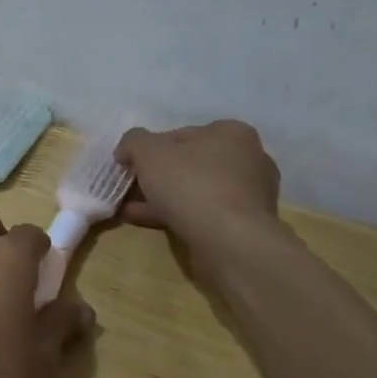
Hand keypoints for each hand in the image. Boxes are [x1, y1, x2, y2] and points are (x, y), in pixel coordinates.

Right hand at [115, 120, 291, 270]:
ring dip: (160, 198)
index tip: (128, 166)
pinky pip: (202, 213)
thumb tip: (127, 151)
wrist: (230, 244)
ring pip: (193, 191)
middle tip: (129, 188)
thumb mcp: (149, 152)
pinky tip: (146, 222)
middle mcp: (248, 159)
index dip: (148, 149)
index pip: (179, 135)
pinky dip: (175, 215)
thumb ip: (133, 142)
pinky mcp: (244, 225)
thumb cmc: (192, 185)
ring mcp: (249, 195)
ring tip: (130, 209)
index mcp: (232, 133)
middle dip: (154, 177)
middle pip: (187, 164)